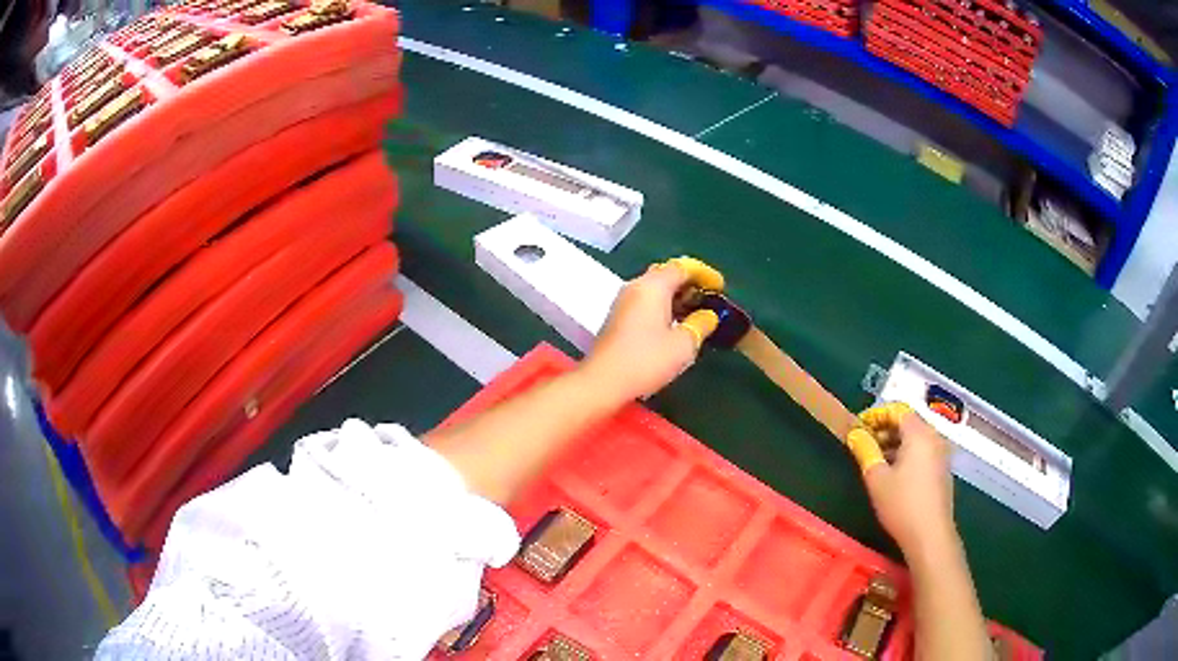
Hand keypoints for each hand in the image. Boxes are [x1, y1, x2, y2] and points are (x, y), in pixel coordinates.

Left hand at [581, 261, 713, 400]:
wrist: (603, 381)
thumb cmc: (646, 360)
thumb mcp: (683, 345)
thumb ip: (701, 324)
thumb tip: (709, 315)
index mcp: (653, 286)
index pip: (683, 267)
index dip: (704, 274)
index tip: (720, 287)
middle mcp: (636, 286)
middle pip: (667, 274)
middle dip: (690, 283)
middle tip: (709, 299)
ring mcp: (623, 301)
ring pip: (655, 288)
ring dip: (676, 296)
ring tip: (695, 313)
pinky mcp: (617, 317)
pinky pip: (645, 301)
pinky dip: (663, 306)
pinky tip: (673, 324)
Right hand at [858, 404, 957, 559]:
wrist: (930, 535)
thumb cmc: (902, 504)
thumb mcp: (876, 478)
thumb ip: (865, 451)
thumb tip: (855, 434)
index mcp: (919, 433)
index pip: (898, 410)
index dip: (876, 415)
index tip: (858, 427)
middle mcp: (934, 437)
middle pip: (908, 423)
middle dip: (885, 430)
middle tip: (864, 444)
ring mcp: (941, 454)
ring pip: (916, 439)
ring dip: (895, 444)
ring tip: (875, 461)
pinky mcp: (943, 471)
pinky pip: (923, 452)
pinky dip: (907, 455)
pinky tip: (893, 474)